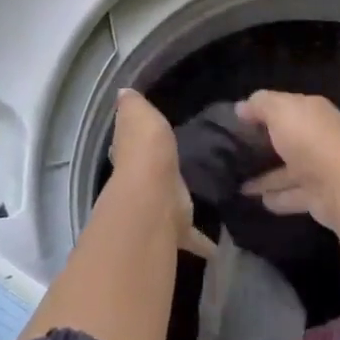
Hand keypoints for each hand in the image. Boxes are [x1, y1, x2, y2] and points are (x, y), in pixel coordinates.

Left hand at [108, 89, 192, 247]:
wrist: (152, 197)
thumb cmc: (146, 152)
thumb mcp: (139, 116)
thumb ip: (134, 106)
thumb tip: (123, 91)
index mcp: (132, 154)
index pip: (130, 145)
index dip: (136, 141)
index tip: (150, 139)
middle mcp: (140, 183)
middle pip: (148, 177)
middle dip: (158, 175)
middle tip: (177, 171)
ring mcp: (156, 208)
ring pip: (167, 205)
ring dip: (176, 207)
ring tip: (200, 202)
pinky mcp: (175, 229)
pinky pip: (191, 236)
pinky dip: (202, 242)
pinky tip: (216, 248)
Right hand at [234, 90, 339, 233]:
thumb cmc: (310, 140)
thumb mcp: (280, 111)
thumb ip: (260, 105)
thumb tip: (241, 107)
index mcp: (313, 112)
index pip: (286, 106)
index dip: (262, 110)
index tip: (237, 120)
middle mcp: (319, 137)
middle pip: (288, 139)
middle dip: (264, 144)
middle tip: (234, 151)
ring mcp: (320, 169)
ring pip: (287, 170)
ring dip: (266, 176)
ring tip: (237, 181)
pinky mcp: (318, 196)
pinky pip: (291, 195)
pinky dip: (276, 197)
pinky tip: (257, 200)